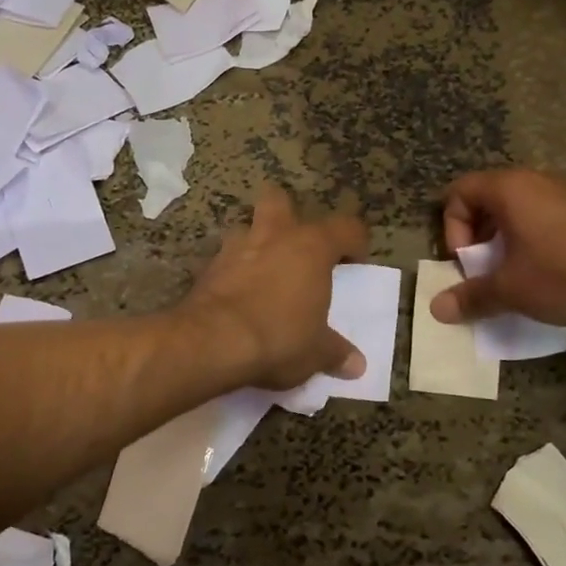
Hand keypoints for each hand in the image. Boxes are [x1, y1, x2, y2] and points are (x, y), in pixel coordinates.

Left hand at [182, 185, 370, 390]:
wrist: (213, 342)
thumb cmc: (279, 337)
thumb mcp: (316, 352)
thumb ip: (336, 352)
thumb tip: (357, 365)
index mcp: (312, 247)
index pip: (346, 227)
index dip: (354, 242)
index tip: (354, 263)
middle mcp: (275, 235)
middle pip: (280, 199)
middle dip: (287, 214)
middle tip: (295, 244)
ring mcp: (236, 247)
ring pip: (246, 227)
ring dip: (255, 243)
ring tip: (262, 270)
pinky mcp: (208, 267)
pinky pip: (225, 259)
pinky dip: (232, 271)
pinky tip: (237, 295)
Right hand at [432, 169, 565, 326]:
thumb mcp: (511, 289)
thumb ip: (471, 296)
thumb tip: (436, 309)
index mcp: (507, 189)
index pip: (457, 194)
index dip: (452, 230)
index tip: (468, 263)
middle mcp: (532, 182)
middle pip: (485, 202)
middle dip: (477, 240)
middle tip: (485, 273)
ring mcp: (562, 194)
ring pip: (515, 213)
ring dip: (504, 244)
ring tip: (514, 278)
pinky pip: (542, 220)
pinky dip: (531, 243)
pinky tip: (547, 276)